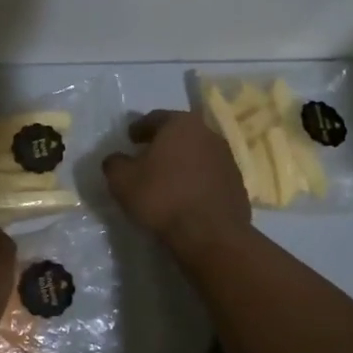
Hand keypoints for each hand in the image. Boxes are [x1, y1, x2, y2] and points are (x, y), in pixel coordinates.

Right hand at [102, 111, 252, 257]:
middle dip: (163, 143)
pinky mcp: (237, 182)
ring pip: (197, 153)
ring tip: (167, 178)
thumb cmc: (162, 197)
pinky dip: (196, 179)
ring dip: (182, 162)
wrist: (210, 233)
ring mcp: (226, 158)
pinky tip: (186, 195)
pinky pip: (209, 175)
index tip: (130, 139)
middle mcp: (208, 133)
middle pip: (179, 134)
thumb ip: (115, 164)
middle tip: (147, 156)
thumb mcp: (122, 181)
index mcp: (180, 124)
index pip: (155, 119)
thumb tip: (116, 160)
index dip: (139, 129)